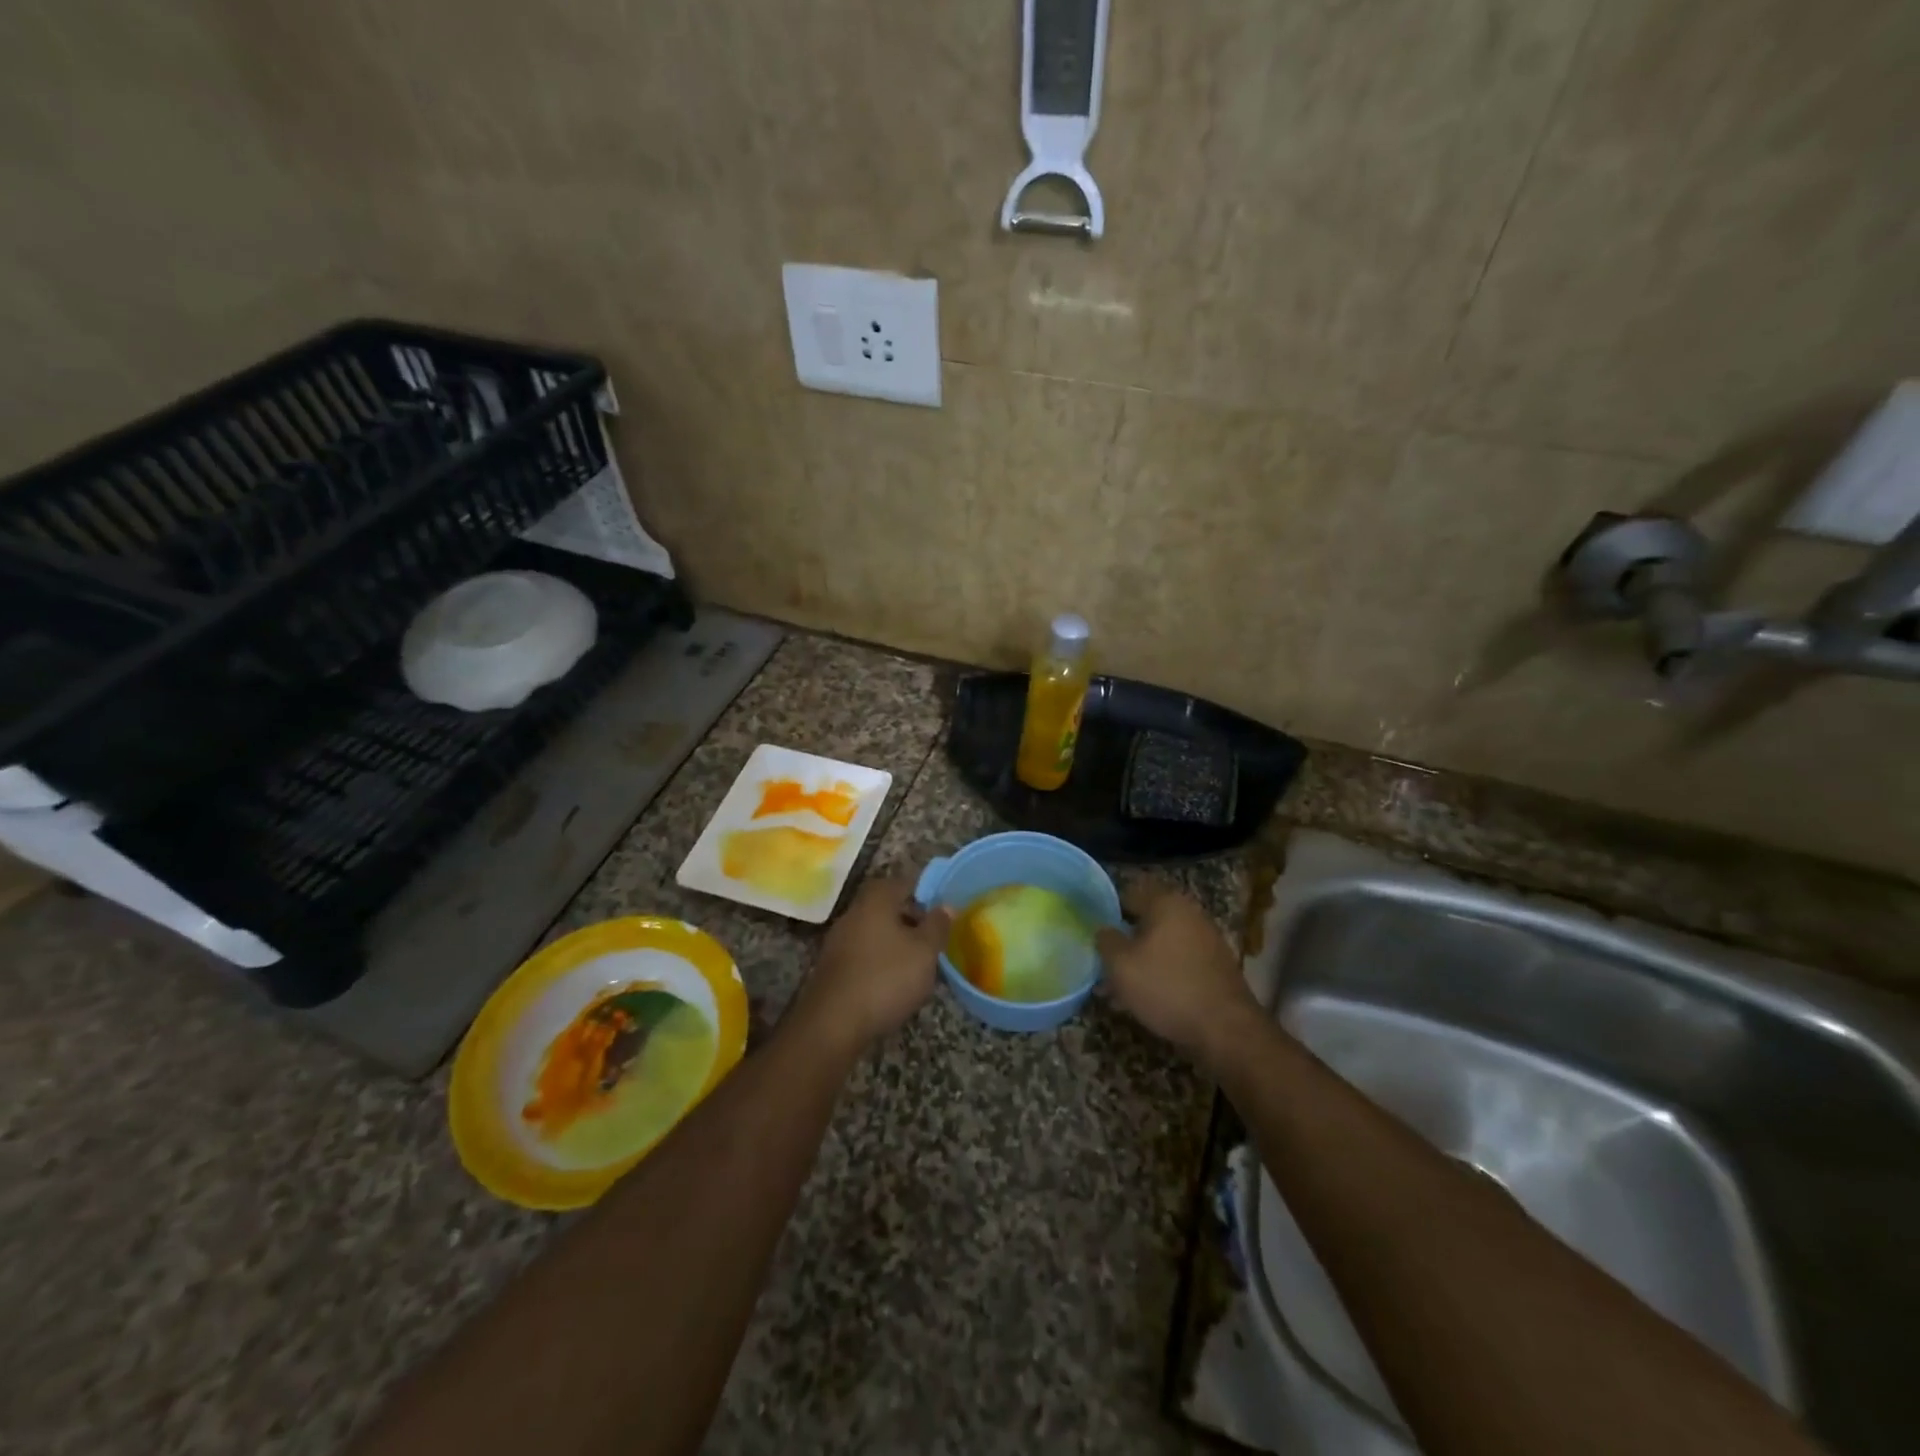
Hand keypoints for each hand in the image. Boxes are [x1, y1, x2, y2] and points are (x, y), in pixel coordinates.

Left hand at [794, 874, 951, 1050]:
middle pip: (886, 906)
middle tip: (932, 939)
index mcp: (876, 900)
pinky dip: (879, 961)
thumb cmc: (886, 978)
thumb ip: (937, 925)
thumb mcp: (924, 952)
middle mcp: (853, 912)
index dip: (925, 893)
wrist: (833, 1024)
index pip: (904, 882)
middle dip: (910, 919)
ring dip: (895, 942)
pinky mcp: (832, 967)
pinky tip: (891, 982)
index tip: (942, 912)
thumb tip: (946, 905)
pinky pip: (862, 953)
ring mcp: (838, 940)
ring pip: (874, 931)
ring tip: (916, 963)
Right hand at [1095, 879, 1257, 1063]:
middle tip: (1102, 964)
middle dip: (1122, 942)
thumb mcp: (1121, 965)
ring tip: (1116, 991)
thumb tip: (1103, 930)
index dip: (1105, 910)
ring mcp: (1205, 939)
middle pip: (1145, 921)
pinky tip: (1143, 1000)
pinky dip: (1158, 975)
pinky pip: (1176, 962)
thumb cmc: (1166, 987)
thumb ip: (1105, 940)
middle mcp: (1188, 913)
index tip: (1091, 931)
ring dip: (1138, 963)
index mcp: (1166, 902)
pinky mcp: (1213, 966)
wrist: (1225, 1028)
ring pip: (1160, 945)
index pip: (1127, 893)